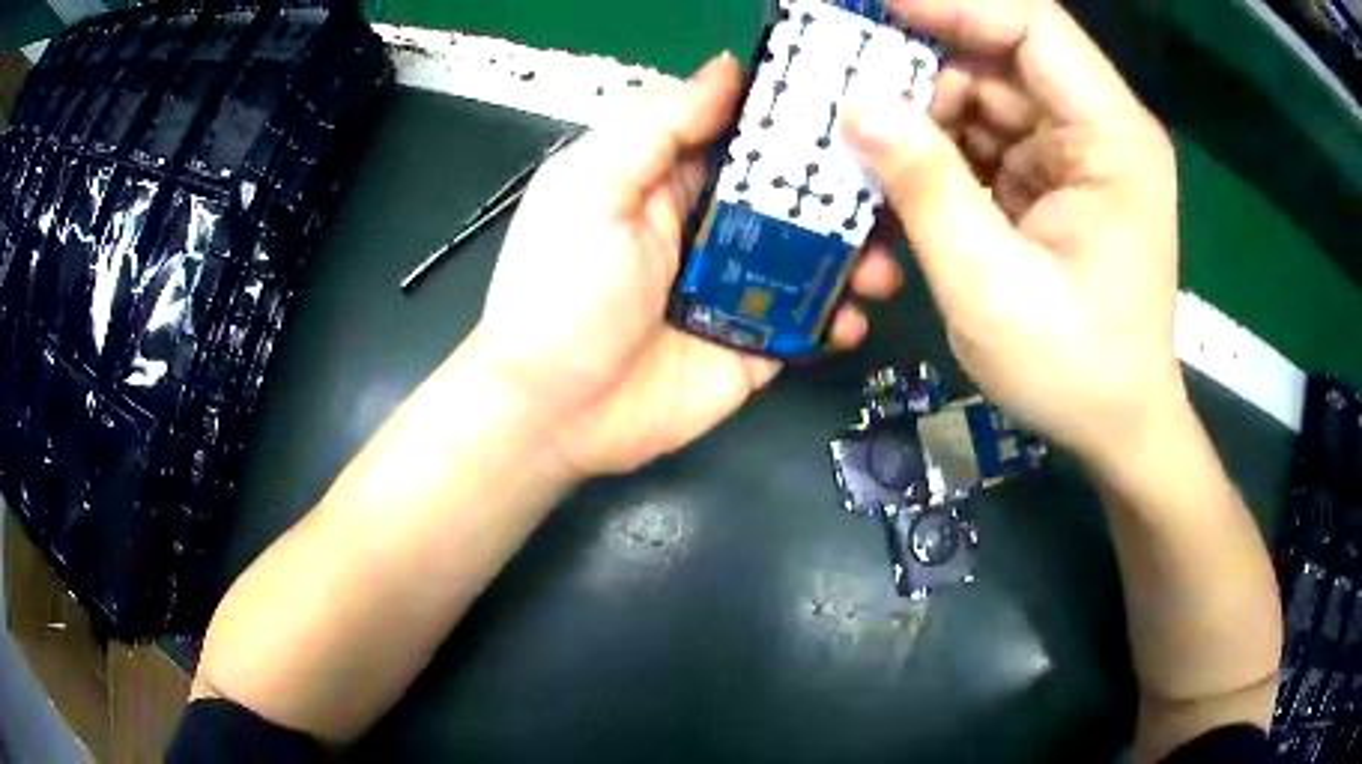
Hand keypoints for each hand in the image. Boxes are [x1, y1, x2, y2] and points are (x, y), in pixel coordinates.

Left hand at [471, 55, 903, 477]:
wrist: (552, 410)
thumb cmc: (562, 288)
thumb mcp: (593, 187)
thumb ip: (658, 123)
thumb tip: (727, 66)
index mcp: (673, 179)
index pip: (748, 134)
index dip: (798, 120)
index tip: (859, 107)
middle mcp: (713, 226)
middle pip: (794, 196)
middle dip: (846, 192)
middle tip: (893, 192)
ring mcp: (738, 289)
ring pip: (813, 259)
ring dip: (855, 256)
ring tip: (883, 264)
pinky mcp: (754, 346)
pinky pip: (809, 324)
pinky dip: (839, 318)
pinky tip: (852, 317)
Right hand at [843, 0, 1182, 465]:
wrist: (1120, 425)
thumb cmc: (1074, 371)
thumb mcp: (990, 289)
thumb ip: (925, 189)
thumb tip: (856, 106)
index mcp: (1112, 140)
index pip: (1032, 25)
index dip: (952, 4)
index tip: (873, 10)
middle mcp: (1102, 129)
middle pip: (1004, 55)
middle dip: (924, 66)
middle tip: (847, 89)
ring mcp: (1081, 152)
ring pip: (989, 93)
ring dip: (927, 111)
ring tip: (866, 141)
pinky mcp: (1060, 177)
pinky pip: (991, 134)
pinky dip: (943, 147)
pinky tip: (904, 172)